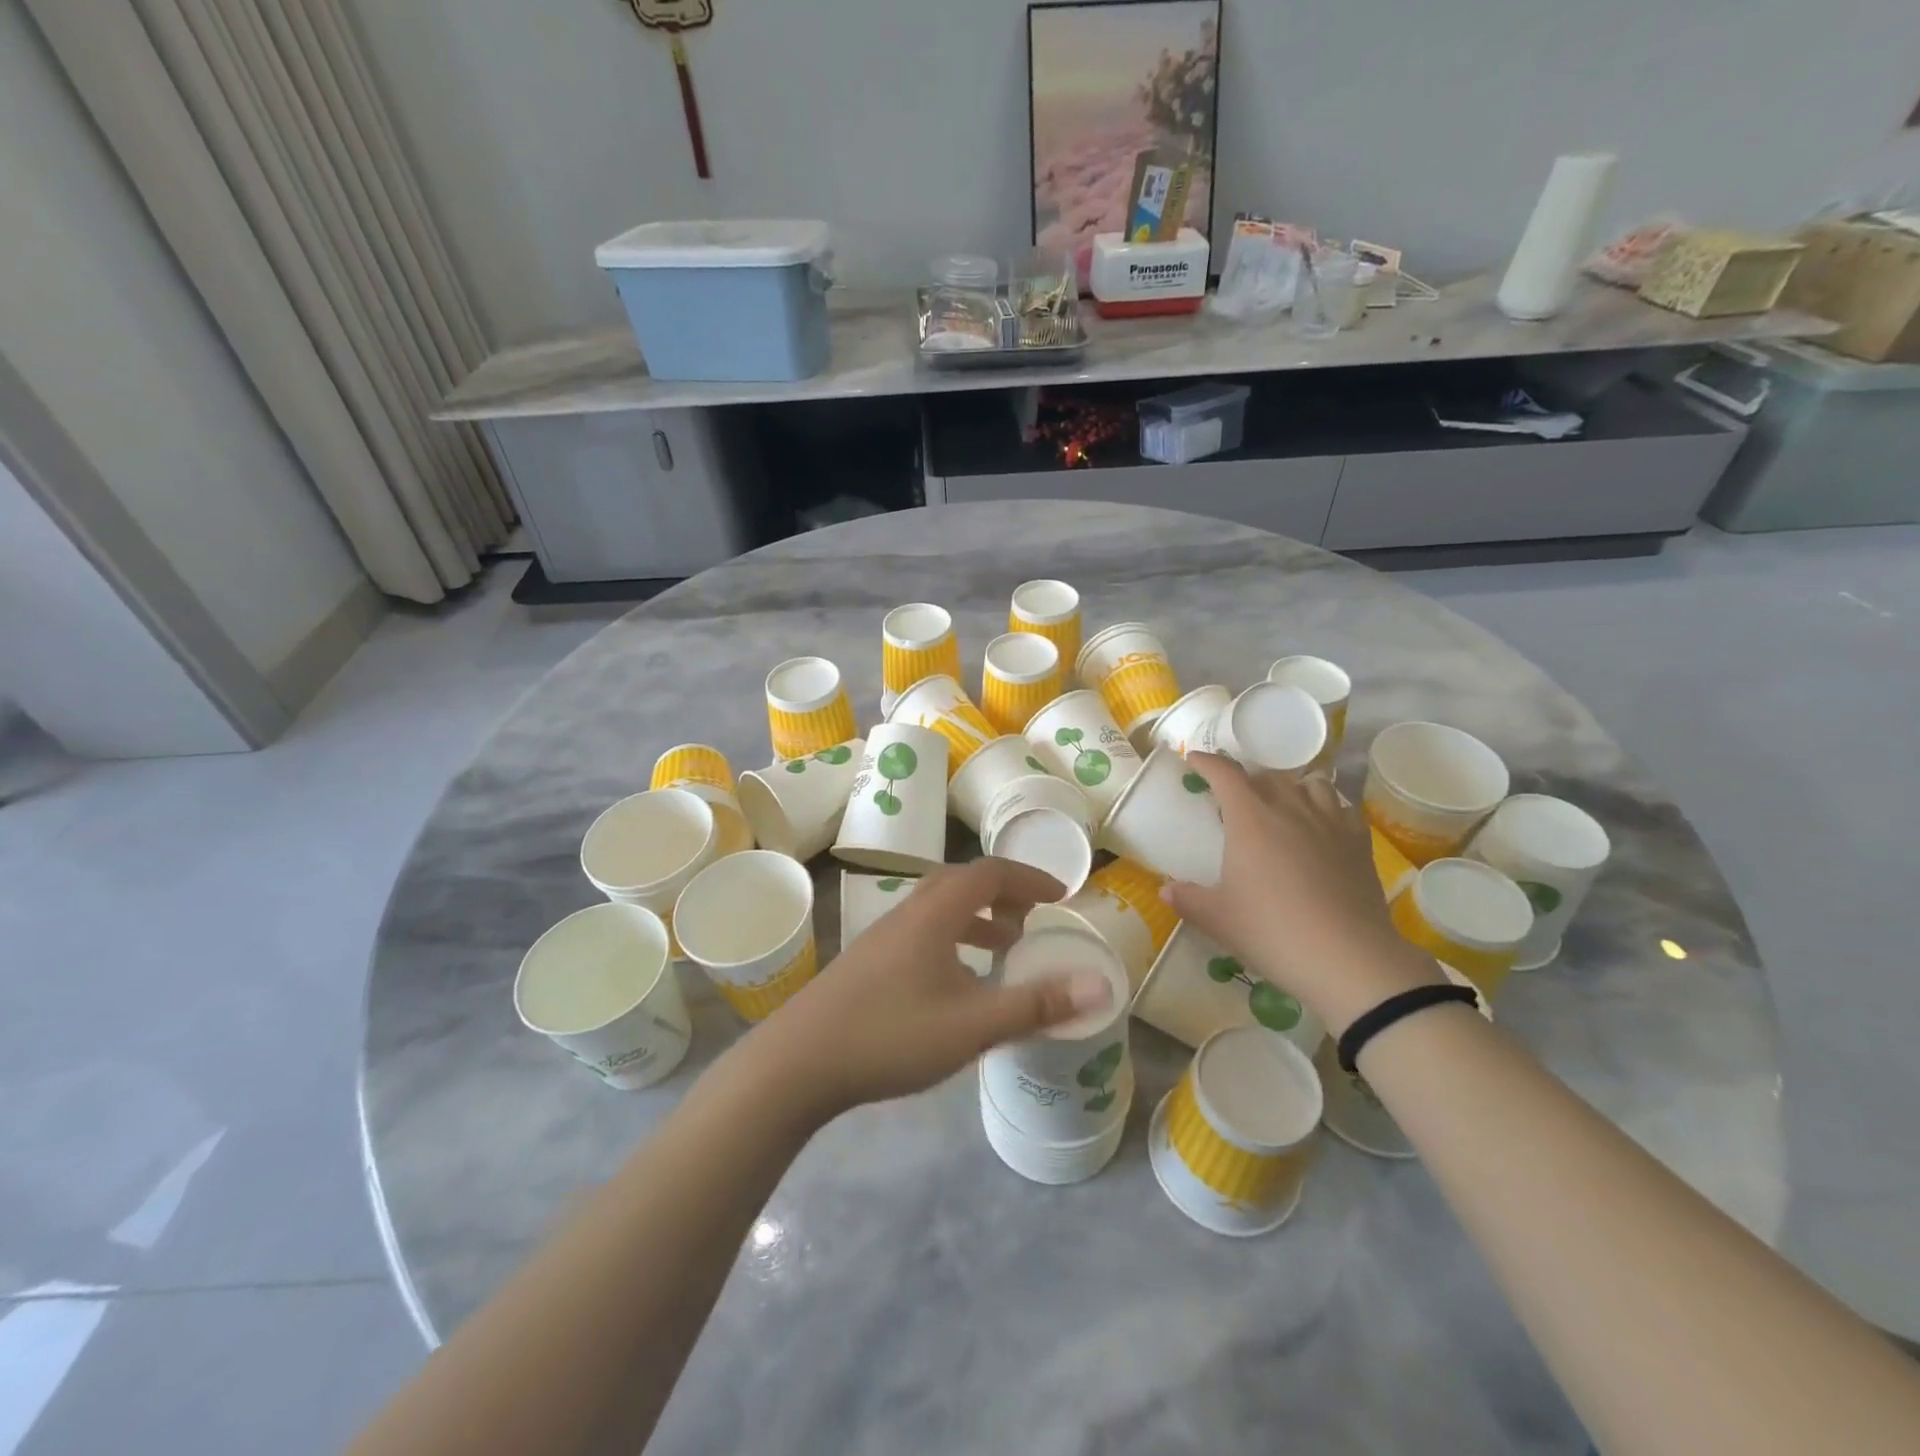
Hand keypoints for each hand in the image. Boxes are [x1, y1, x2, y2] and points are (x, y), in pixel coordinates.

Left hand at [745, 857, 1112, 1121]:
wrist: (798, 1062)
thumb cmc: (890, 1035)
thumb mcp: (972, 1024)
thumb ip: (1036, 1004)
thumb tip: (1102, 985)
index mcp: (935, 913)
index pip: (990, 873)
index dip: (1029, 879)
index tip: (1060, 898)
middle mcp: (908, 912)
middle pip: (963, 883)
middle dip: (1004, 895)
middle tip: (1033, 921)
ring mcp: (883, 936)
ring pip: (939, 908)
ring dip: (977, 918)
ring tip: (1003, 947)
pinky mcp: (868, 961)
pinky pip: (923, 932)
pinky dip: (953, 940)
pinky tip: (956, 982)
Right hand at [1165, 754, 1437, 1036]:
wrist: (1347, 958)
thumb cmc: (1272, 931)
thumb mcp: (1218, 919)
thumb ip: (1188, 899)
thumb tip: (1166, 890)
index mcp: (1250, 818)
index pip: (1225, 773)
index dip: (1207, 762)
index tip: (1194, 760)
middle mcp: (1290, 808)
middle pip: (1267, 776)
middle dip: (1246, 779)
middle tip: (1233, 797)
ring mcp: (1329, 822)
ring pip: (1310, 784)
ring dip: (1290, 787)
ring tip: (1281, 804)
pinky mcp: (1359, 842)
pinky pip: (1342, 808)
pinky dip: (1327, 807)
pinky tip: (1322, 825)